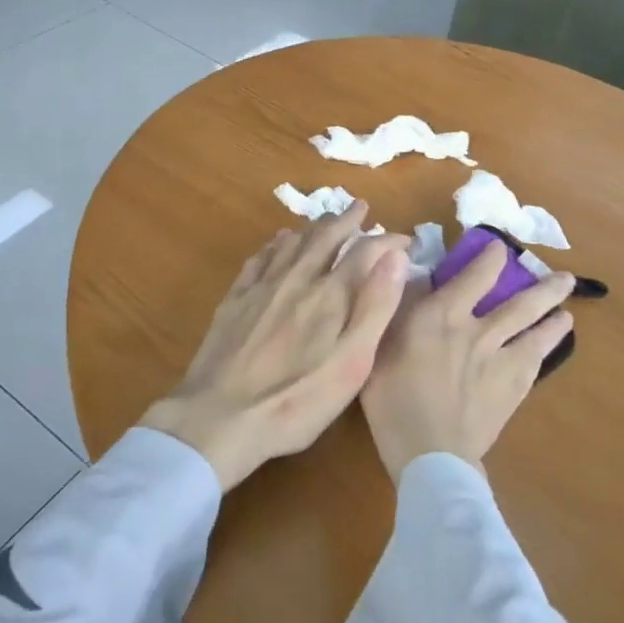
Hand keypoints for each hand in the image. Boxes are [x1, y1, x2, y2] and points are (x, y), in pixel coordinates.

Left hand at [142, 206, 409, 491]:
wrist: (219, 415)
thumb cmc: (297, 399)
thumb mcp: (351, 363)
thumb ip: (375, 307)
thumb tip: (396, 257)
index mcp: (330, 294)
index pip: (364, 251)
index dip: (387, 241)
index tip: (404, 239)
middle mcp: (297, 277)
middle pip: (325, 236)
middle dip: (346, 220)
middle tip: (360, 207)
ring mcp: (262, 285)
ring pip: (292, 242)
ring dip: (313, 226)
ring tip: (325, 220)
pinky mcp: (236, 298)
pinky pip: (260, 257)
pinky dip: (276, 243)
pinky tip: (278, 242)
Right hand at [360, 240, 574, 484]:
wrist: (430, 453)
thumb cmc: (392, 397)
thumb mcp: (380, 343)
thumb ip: (398, 307)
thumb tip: (411, 274)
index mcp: (444, 314)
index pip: (476, 274)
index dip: (492, 257)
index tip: (501, 248)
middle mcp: (479, 330)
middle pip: (520, 303)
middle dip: (543, 288)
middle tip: (564, 278)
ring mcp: (501, 362)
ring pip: (535, 332)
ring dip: (554, 318)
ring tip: (567, 311)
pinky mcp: (512, 391)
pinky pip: (535, 363)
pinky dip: (546, 351)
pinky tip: (551, 347)